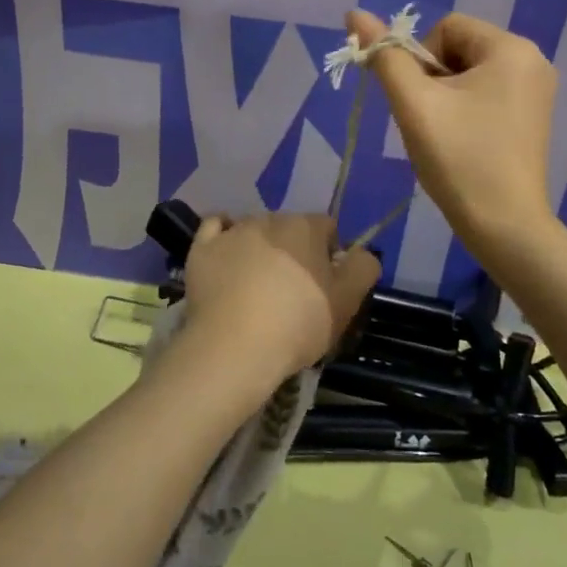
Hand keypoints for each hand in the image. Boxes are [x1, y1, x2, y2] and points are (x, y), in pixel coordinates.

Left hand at [182, 214, 380, 384]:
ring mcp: (232, 231)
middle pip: (289, 229)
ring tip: (256, 285)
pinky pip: (215, 229)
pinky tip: (226, 256)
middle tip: (292, 290)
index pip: (327, 228)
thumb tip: (362, 252)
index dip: (330, 255)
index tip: (325, 285)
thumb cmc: (298, 324)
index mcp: (306, 227)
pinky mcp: (202, 248)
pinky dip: (223, 238)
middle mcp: (269, 218)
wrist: (235, 348)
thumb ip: (363, 268)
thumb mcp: (348, 302)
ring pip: (253, 230)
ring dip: (260, 248)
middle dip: (294, 251)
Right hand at [347, 10, 558, 250]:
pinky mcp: (532, 118)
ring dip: (444, 97)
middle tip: (429, 123)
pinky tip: (461, 143)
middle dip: (433, 80)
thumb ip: (384, 56)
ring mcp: (536, 92)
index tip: (421, 102)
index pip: (446, 27)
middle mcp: (533, 61)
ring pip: (469, 74)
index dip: (420, 60)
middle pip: (459, 49)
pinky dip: (465, 111)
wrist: (504, 227)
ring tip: (444, 136)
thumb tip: (355, 13)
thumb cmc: (459, 159)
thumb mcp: (414, 104)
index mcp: (512, 48)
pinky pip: (486, 95)